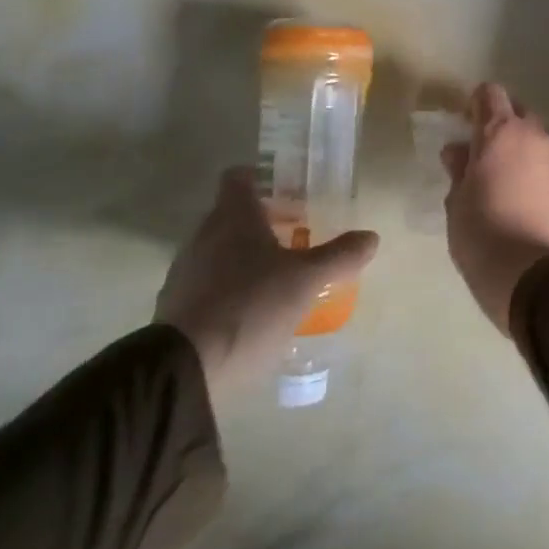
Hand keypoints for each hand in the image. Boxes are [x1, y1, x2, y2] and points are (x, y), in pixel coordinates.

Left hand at [155, 168, 378, 392]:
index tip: (289, 191)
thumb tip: (371, 237)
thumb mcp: (306, 281)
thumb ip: (340, 256)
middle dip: (263, 221)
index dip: (262, 178)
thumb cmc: (250, 307)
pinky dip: (231, 286)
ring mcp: (185, 271)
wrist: (185, 370)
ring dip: (246, 255)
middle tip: (297, 233)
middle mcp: (204, 235)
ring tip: (280, 275)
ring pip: (220, 249)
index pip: (239, 178)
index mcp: (233, 217)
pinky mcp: (177, 306)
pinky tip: (255, 308)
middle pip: (232, 214)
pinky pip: (209, 282)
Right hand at [442, 83, 548, 334]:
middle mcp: (538, 138)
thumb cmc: (483, 237)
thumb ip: (460, 171)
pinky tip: (537, 207)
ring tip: (514, 185)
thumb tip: (458, 151)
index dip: (478, 104)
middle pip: (522, 115)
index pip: (491, 95)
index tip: (468, 123)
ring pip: (544, 145)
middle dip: (506, 127)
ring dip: (529, 155)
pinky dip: (547, 180)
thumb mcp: (457, 205)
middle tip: (488, 156)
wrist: (537, 278)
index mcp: (501, 134)